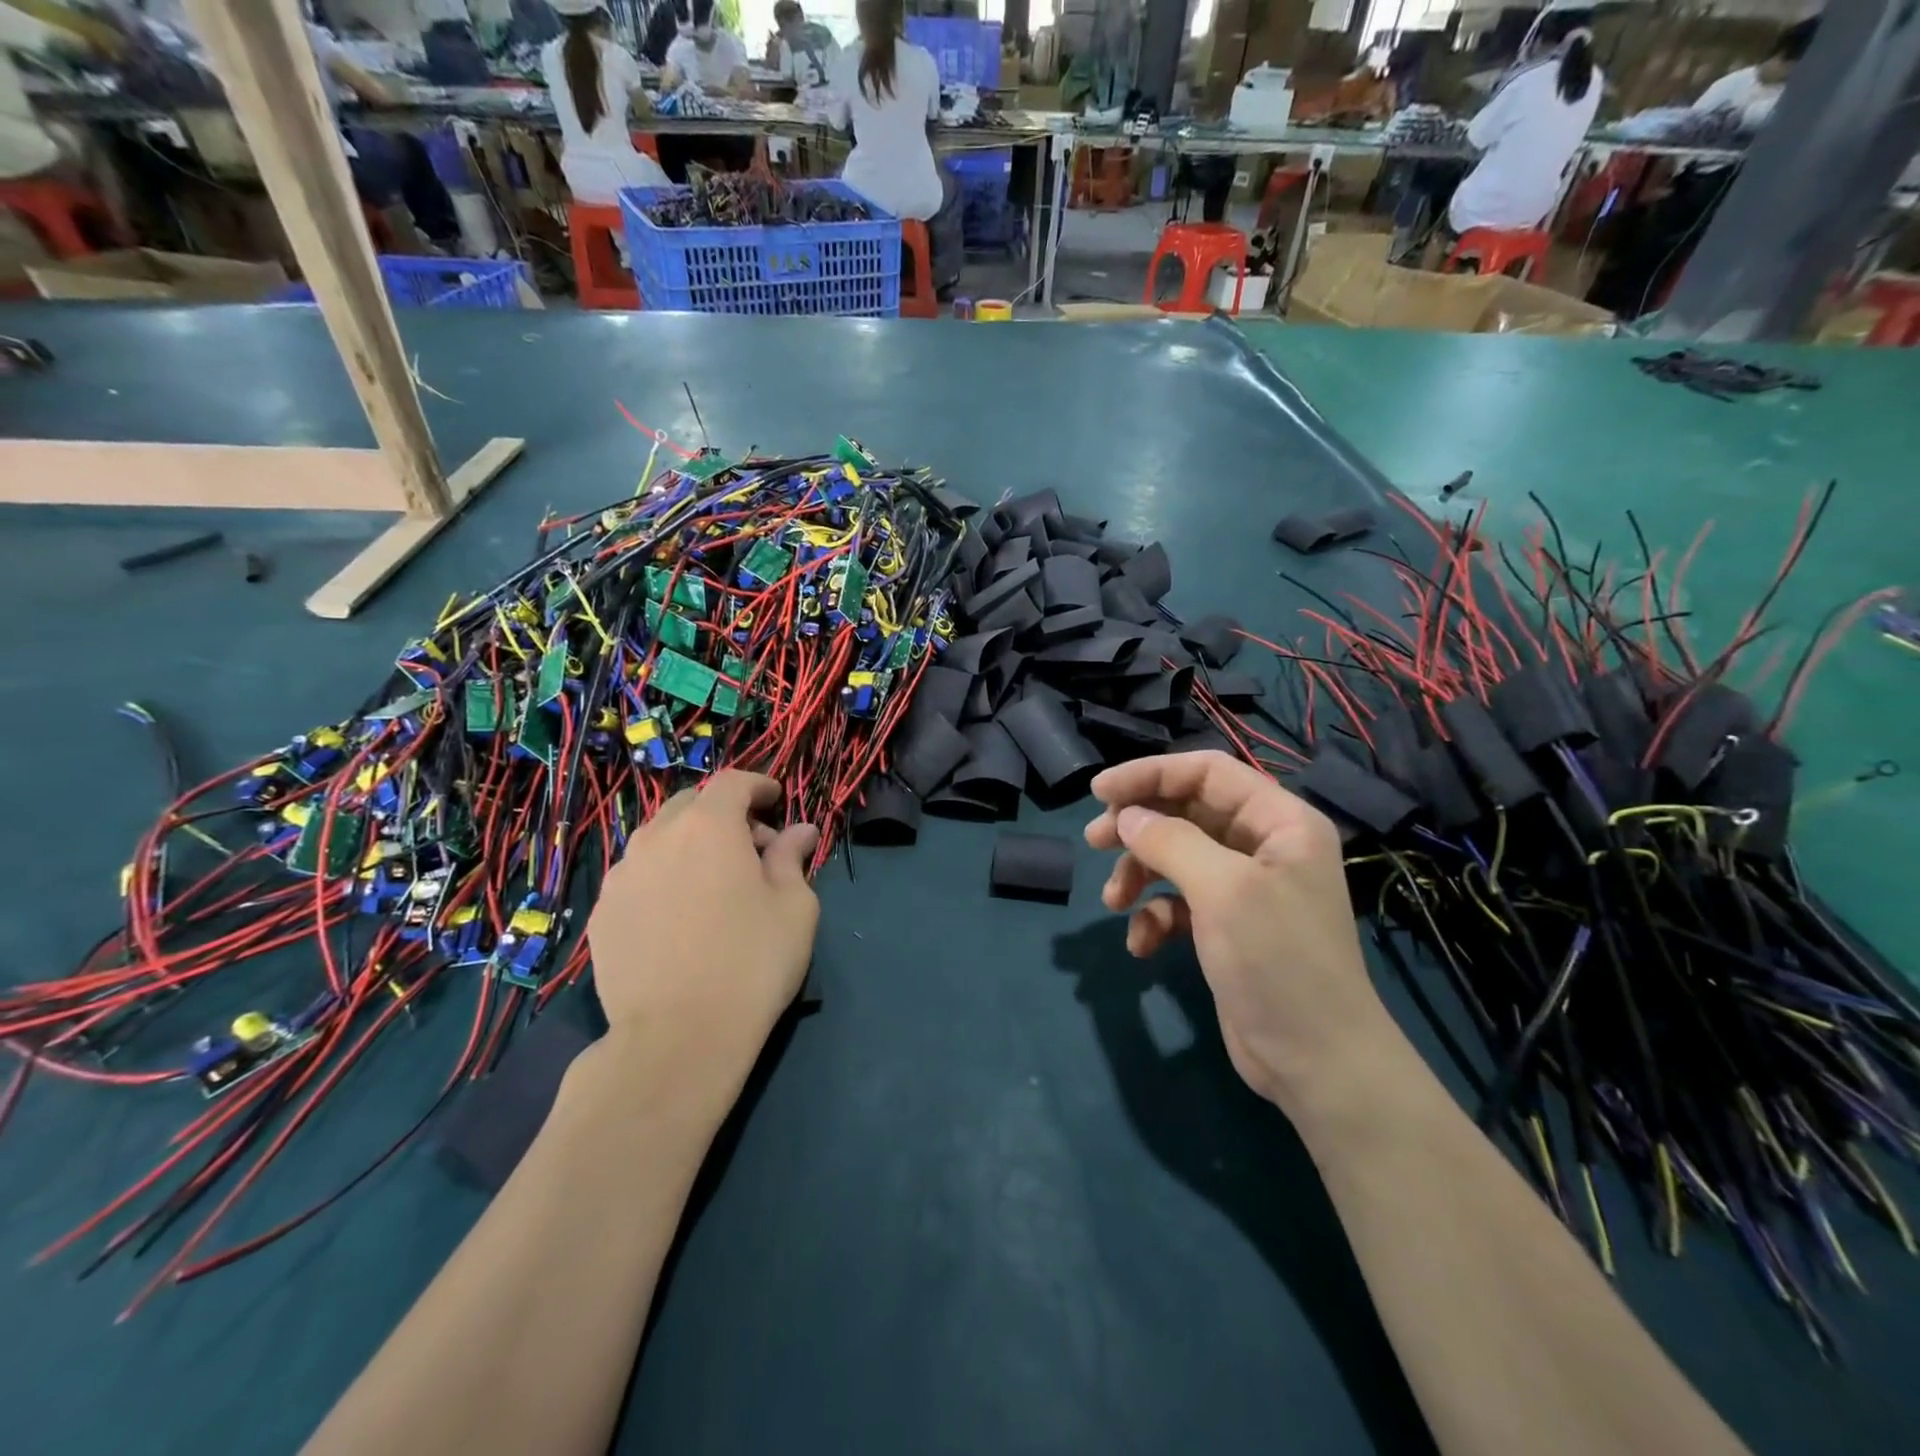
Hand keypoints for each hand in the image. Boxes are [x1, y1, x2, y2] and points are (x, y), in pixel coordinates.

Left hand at [587, 771, 818, 1078]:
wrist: (677, 1039)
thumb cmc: (751, 963)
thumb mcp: (795, 907)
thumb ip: (792, 857)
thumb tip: (800, 830)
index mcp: (709, 826)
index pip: (733, 782)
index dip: (759, 785)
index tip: (777, 800)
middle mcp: (658, 837)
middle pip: (692, 804)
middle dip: (724, 815)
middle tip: (752, 849)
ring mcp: (621, 876)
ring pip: (659, 839)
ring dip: (689, 845)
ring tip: (712, 884)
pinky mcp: (601, 914)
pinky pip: (637, 877)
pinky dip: (662, 878)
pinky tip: (678, 917)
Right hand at [1084, 751, 1393, 1109]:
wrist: (1316, 1062)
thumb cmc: (1278, 961)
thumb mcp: (1223, 890)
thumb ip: (1171, 842)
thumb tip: (1127, 817)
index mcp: (1279, 821)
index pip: (1207, 772)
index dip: (1151, 774)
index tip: (1100, 792)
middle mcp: (1263, 845)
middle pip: (1186, 812)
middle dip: (1138, 826)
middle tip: (1095, 841)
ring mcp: (1243, 887)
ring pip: (1175, 857)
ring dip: (1139, 873)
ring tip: (1113, 901)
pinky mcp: (1225, 926)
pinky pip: (1178, 902)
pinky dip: (1154, 916)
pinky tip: (1141, 944)